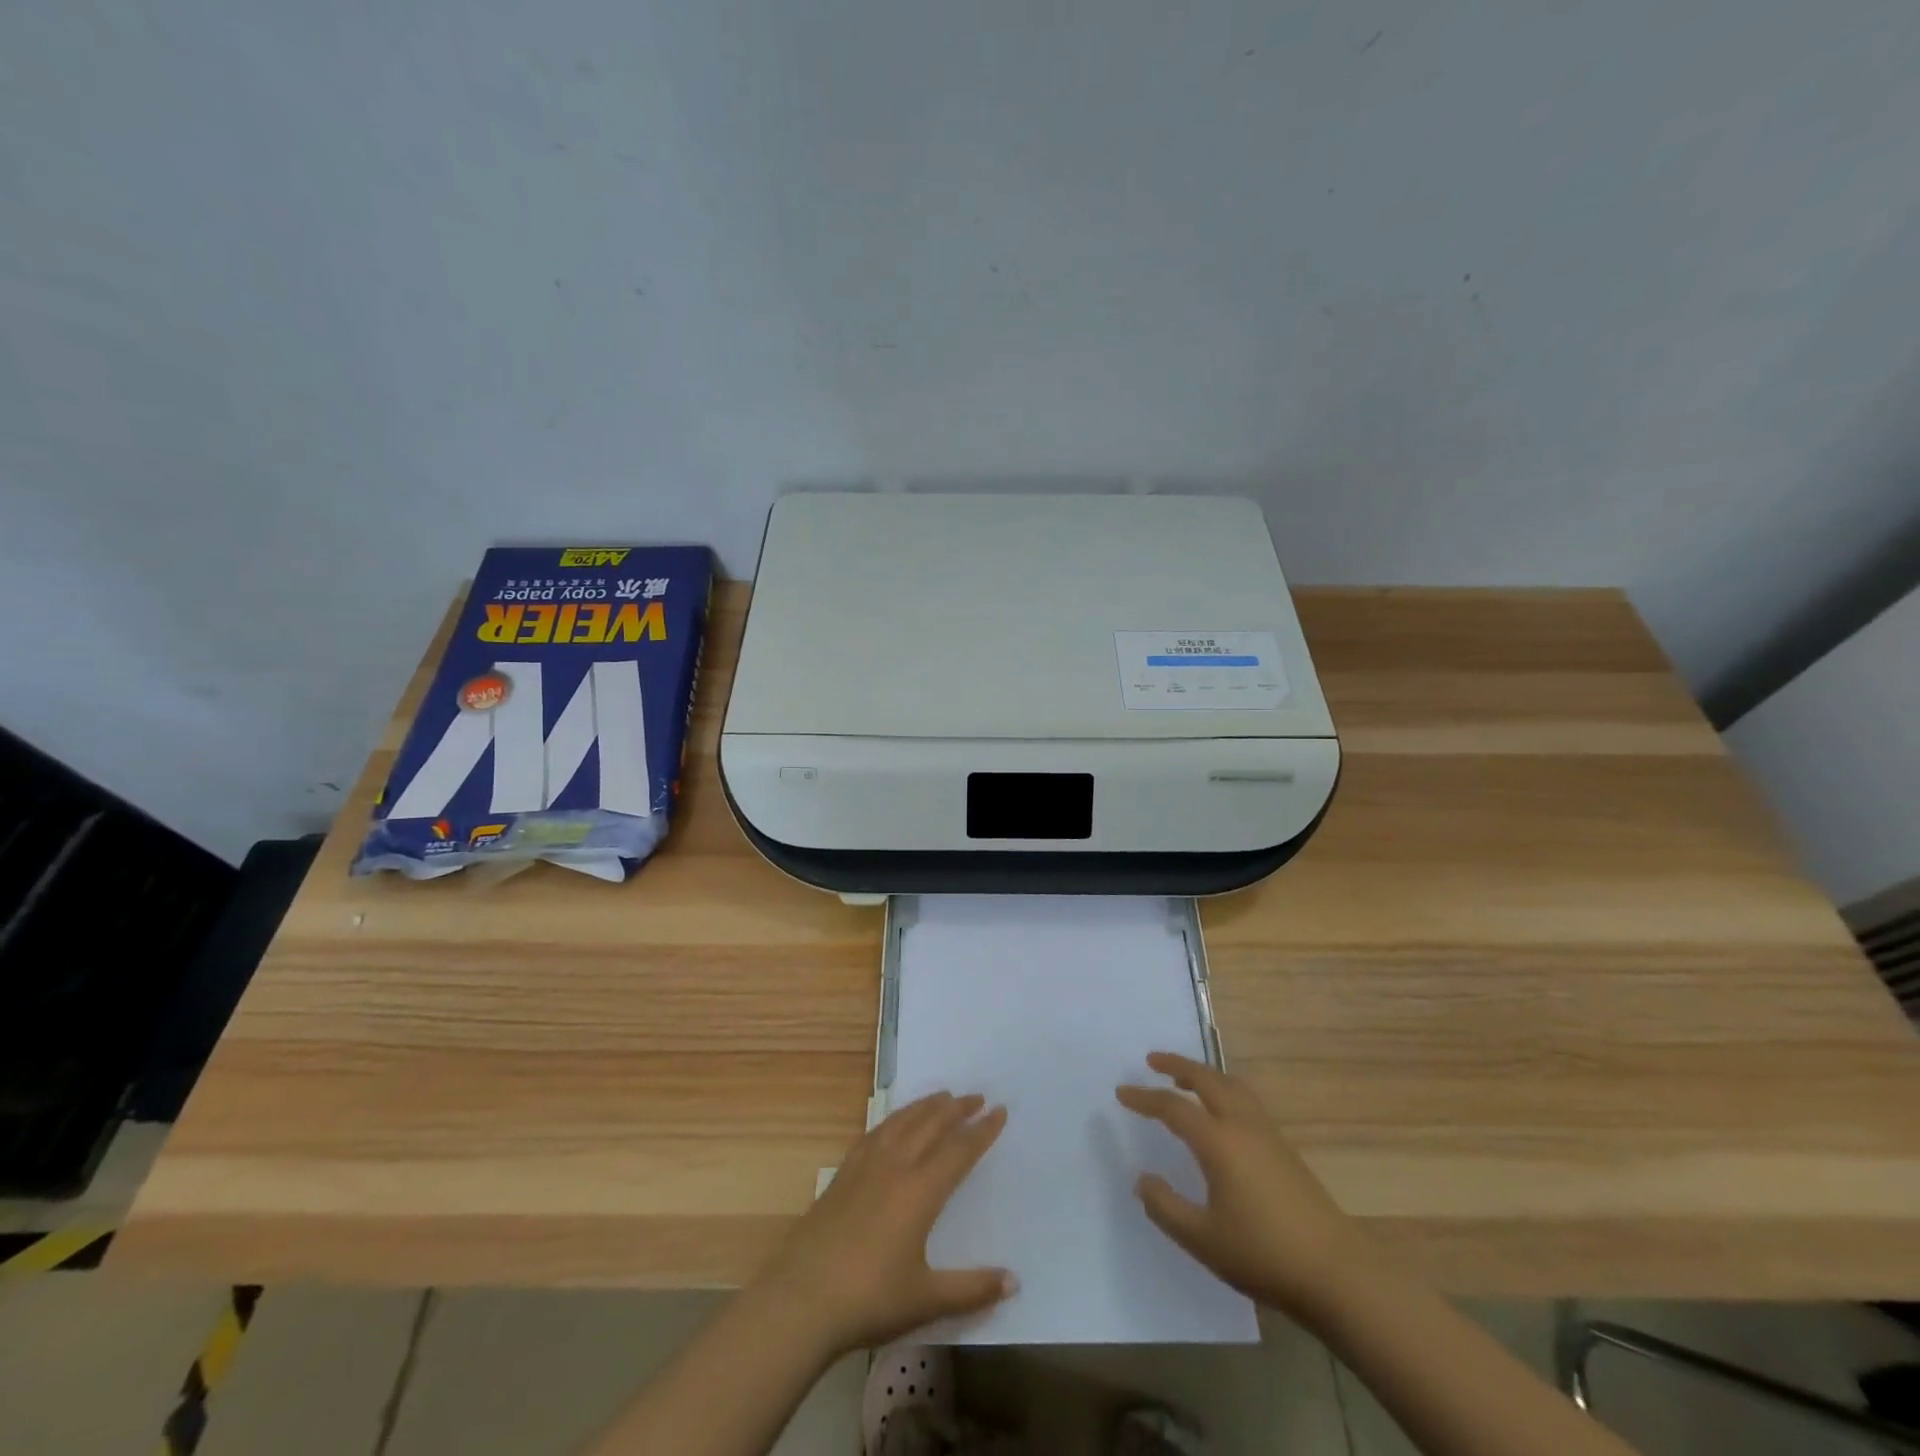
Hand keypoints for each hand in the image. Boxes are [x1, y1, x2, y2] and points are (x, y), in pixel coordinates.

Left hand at [753, 1091, 1013, 1357]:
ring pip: (902, 1122)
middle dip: (956, 1108)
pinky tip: (896, 1122)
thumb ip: (972, 1289)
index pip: (959, 1151)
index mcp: (920, 1192)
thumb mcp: (926, 1300)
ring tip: (942, 1096)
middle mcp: (895, 1167)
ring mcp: (865, 1167)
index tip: (1000, 1110)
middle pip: (931, 1125)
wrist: (801, 1300)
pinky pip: (875, 1133)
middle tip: (976, 1096)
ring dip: (925, 1106)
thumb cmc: (869, 1300)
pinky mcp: (843, 1174)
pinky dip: (893, 1119)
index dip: (982, 1131)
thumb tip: (1014, 1282)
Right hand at [1116, 1052, 1365, 1321]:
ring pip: (1231, 1086)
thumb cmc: (1263, 1254)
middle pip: (1206, 1079)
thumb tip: (1142, 1179)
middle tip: (1151, 1060)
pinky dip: (1224, 1090)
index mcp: (1218, 1141)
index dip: (1144, 1098)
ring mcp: (1268, 1134)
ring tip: (1184, 1080)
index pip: (1172, 1108)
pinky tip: (1220, 1114)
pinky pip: (1246, 1101)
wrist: (1337, 1274)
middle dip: (1177, 1065)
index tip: (1121, 1093)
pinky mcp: (1285, 1149)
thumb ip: (1165, 1206)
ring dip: (1204, 1075)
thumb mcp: (1202, 1239)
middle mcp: (1242, 1125)